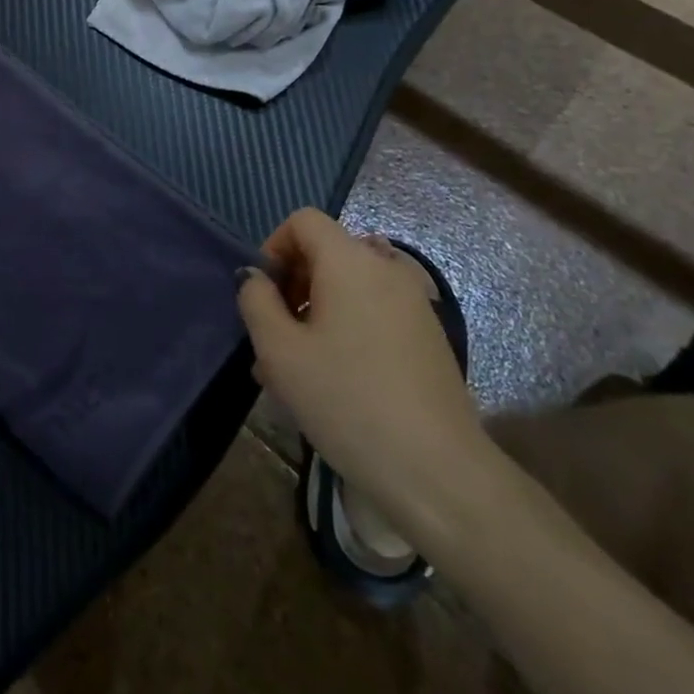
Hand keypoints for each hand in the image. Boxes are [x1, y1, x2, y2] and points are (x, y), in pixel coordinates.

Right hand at [238, 209, 493, 533]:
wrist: (438, 472)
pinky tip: (335, 380)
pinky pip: (374, 313)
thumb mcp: (280, 352)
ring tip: (297, 367)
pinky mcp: (428, 337)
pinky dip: (347, 328)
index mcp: (350, 261)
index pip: (303, 221)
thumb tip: (255, 277)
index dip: (273, 246)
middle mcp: (387, 269)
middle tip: (274, 337)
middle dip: (292, 284)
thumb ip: (256, 302)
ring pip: (349, 288)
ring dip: (316, 312)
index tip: (263, 295)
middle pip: (327, 252)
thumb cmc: (347, 401)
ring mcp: (414, 304)